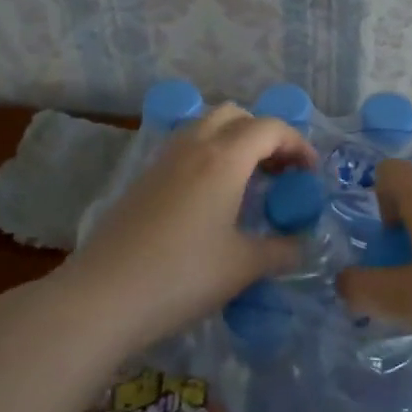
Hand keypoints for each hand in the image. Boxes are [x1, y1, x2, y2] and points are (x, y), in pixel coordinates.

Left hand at [62, 104, 317, 352]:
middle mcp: (194, 146)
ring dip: (233, 141)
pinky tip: (210, 198)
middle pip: (235, 115)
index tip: (310, 174)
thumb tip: (301, 245)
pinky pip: (184, 148)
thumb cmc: (182, 276)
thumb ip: (280, 250)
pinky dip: (208, 156)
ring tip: (246, 182)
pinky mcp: (142, 179)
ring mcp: (163, 160)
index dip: (298, 144)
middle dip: (264, 135)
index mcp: (224, 158)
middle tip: (278, 171)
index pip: (270, 128)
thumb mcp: (242, 267)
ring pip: (205, 127)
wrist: (102, 297)